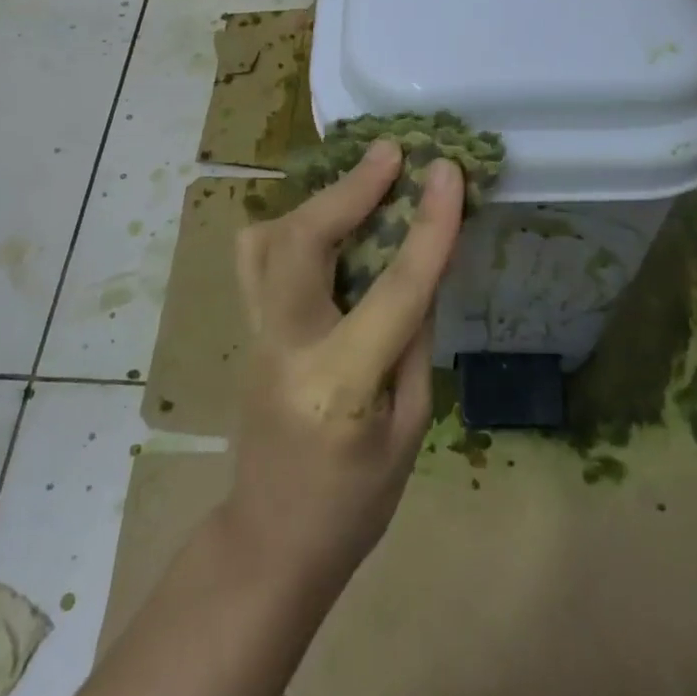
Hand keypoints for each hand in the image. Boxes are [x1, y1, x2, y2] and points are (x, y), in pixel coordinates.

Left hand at [224, 141, 463, 594]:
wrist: (270, 543)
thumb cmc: (354, 505)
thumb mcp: (410, 430)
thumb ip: (413, 342)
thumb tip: (421, 270)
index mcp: (338, 383)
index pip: (393, 289)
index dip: (427, 225)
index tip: (447, 171)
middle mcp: (286, 346)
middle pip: (302, 241)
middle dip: (349, 188)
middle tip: (391, 153)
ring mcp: (257, 334)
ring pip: (266, 240)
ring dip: (317, 202)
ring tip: (361, 184)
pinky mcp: (249, 330)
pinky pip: (260, 259)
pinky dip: (294, 225)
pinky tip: (329, 224)